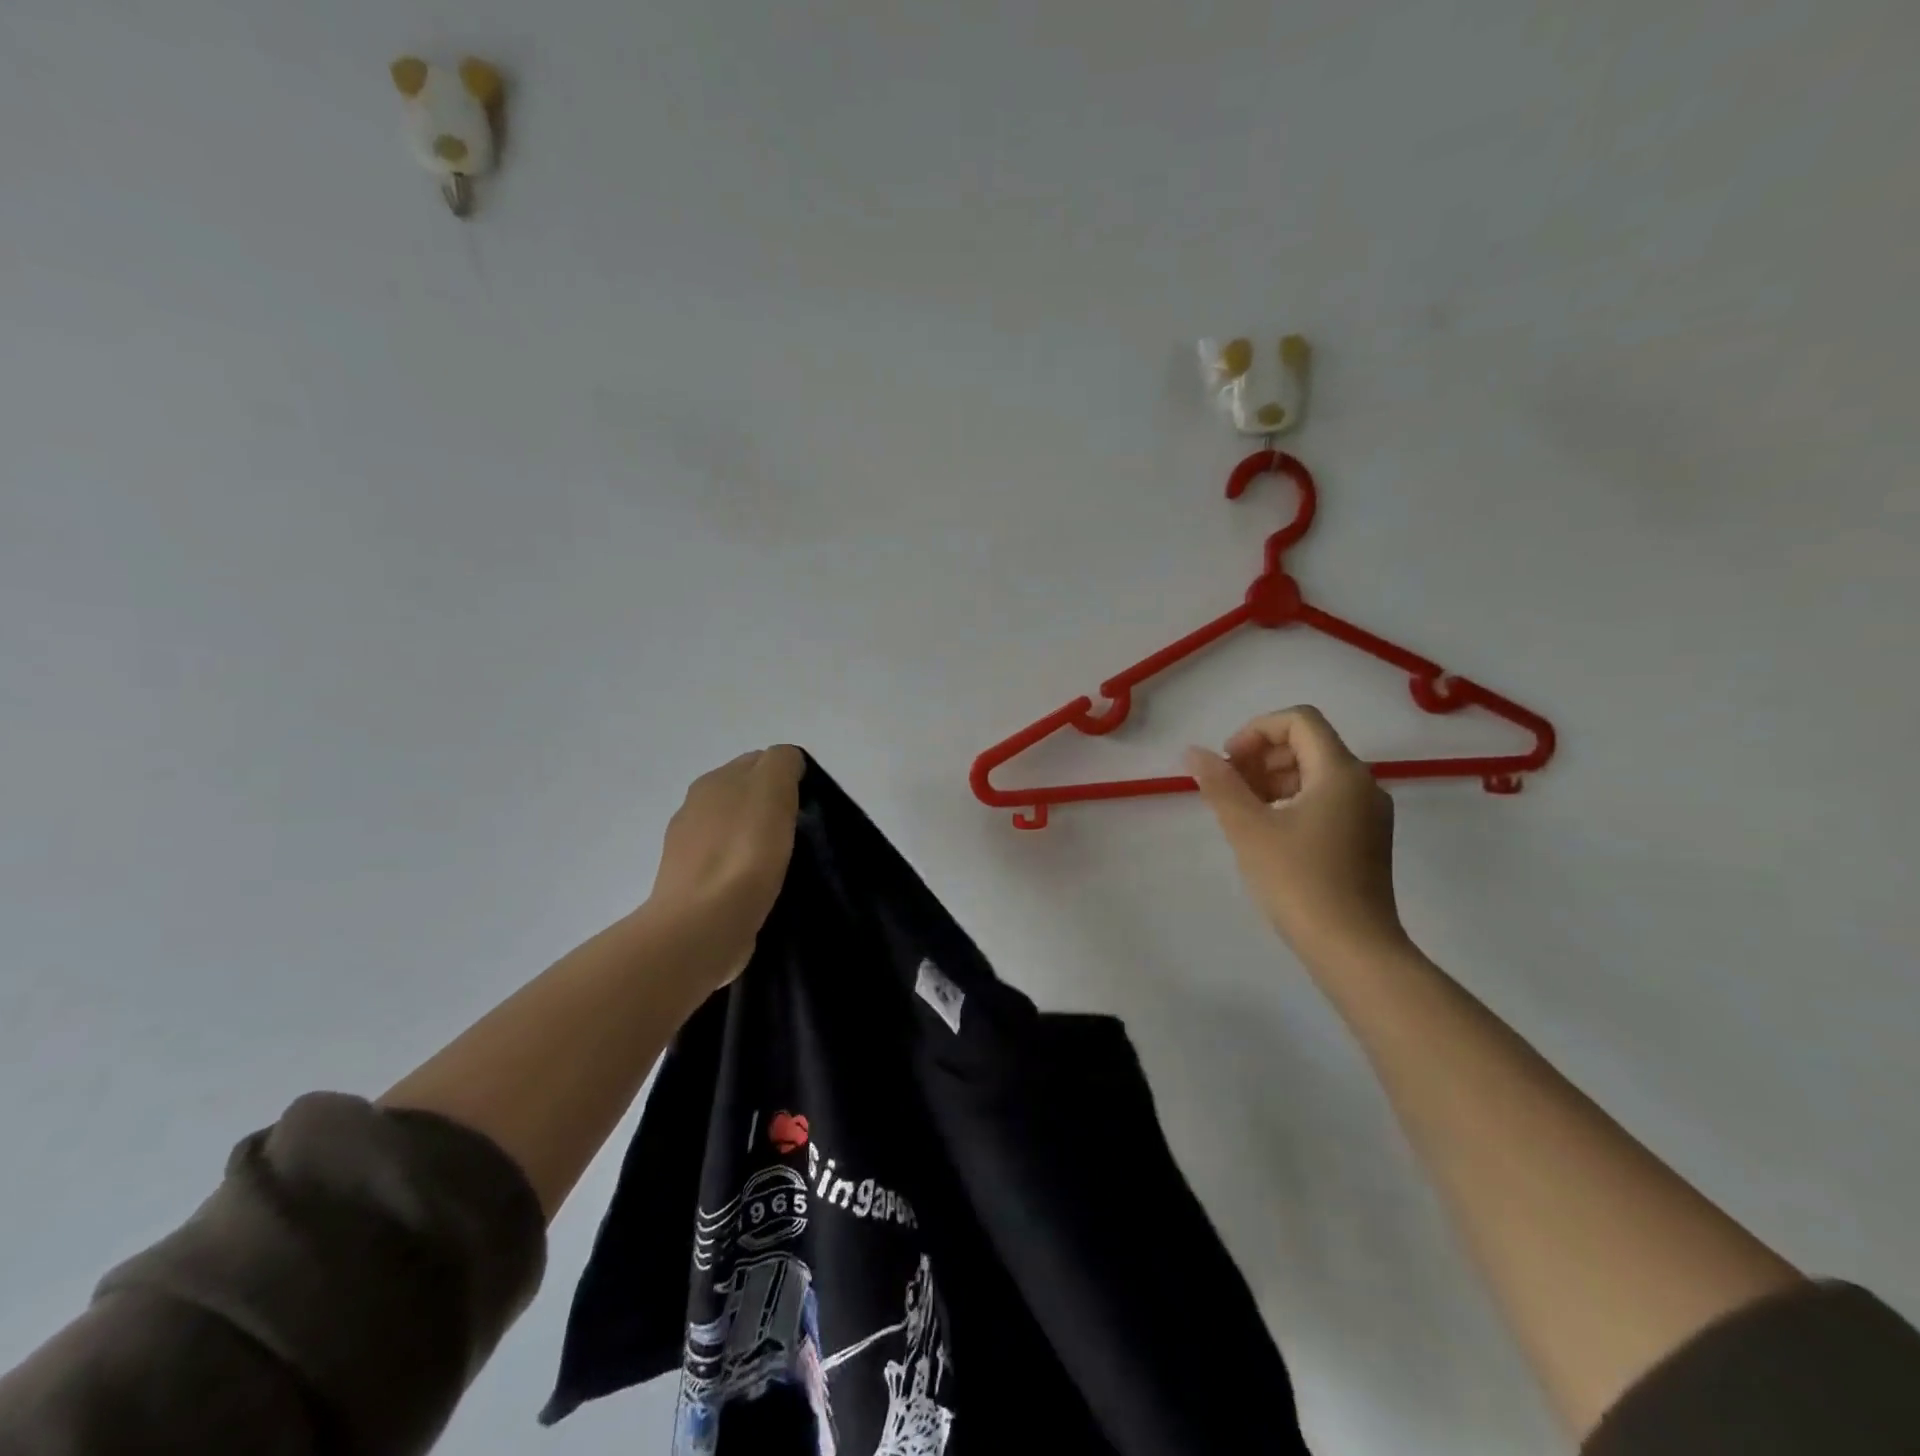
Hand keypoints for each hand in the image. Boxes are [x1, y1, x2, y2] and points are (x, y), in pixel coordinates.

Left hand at [649, 746, 805, 985]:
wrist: (703, 924)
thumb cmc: (745, 851)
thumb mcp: (773, 787)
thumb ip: (782, 763)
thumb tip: (787, 764)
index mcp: (713, 780)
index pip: (758, 762)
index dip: (786, 778)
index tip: (808, 805)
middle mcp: (694, 808)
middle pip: (744, 797)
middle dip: (771, 810)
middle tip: (800, 834)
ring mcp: (687, 850)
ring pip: (735, 833)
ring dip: (756, 842)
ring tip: (783, 865)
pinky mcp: (691, 888)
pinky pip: (727, 868)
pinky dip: (744, 873)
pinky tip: (760, 889)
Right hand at [1185, 707, 1406, 963]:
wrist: (1353, 949)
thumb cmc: (1299, 881)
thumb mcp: (1248, 829)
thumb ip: (1220, 784)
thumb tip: (1193, 752)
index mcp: (1340, 772)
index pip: (1299, 720)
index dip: (1256, 730)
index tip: (1228, 762)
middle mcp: (1364, 784)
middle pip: (1309, 744)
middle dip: (1262, 755)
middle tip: (1228, 787)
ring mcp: (1369, 814)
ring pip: (1317, 774)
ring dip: (1274, 779)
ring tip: (1242, 811)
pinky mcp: (1367, 840)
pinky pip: (1327, 800)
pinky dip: (1293, 801)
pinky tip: (1268, 832)